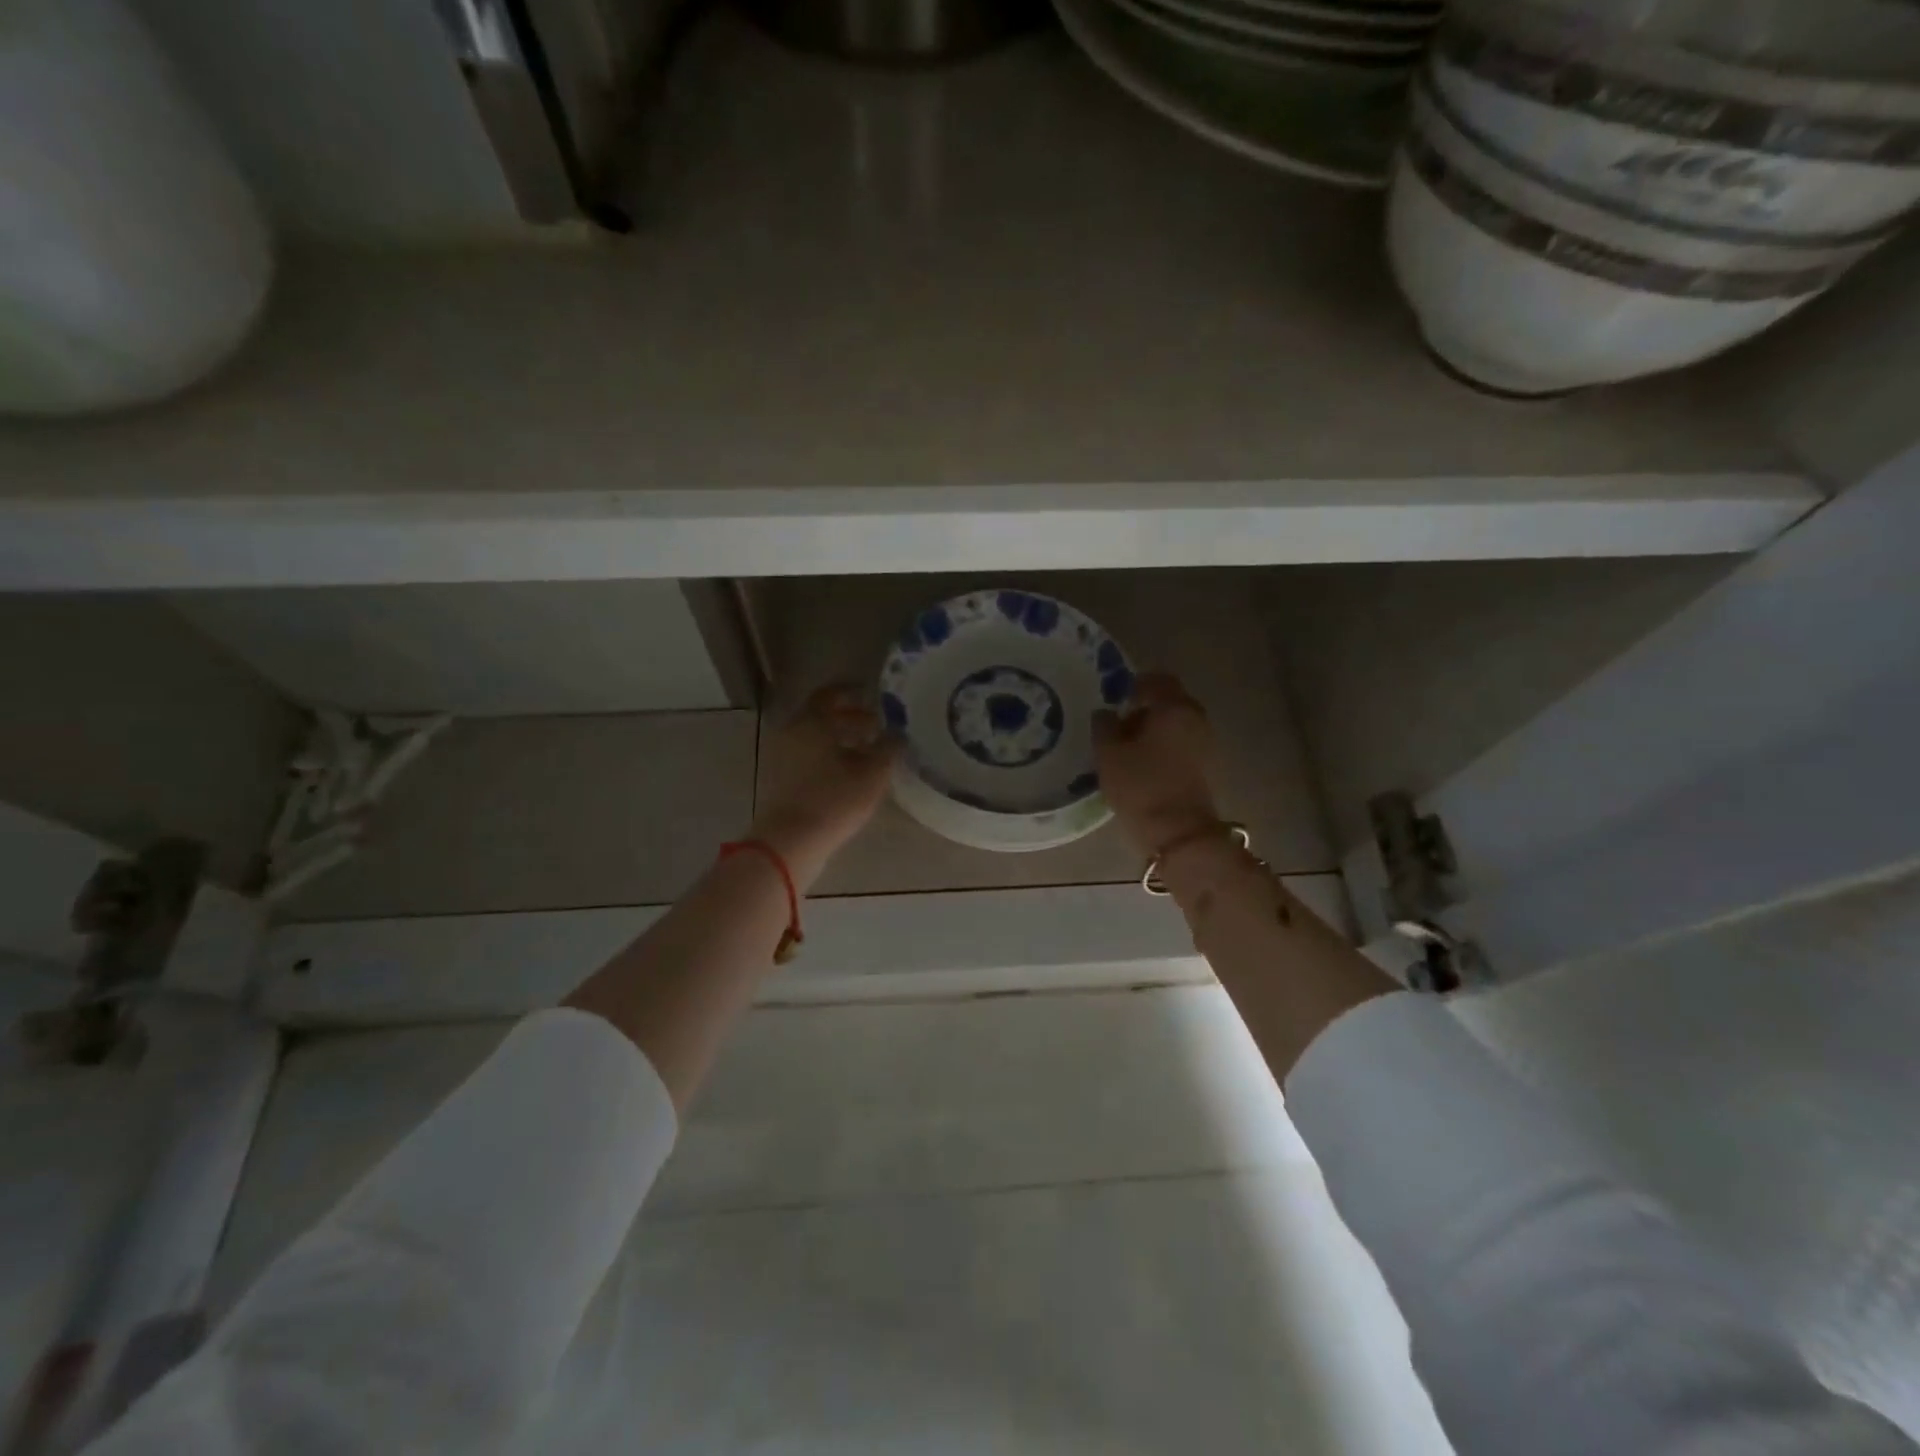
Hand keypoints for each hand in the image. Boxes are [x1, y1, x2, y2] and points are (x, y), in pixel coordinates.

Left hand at [752, 684, 899, 885]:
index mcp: (812, 721)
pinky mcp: (781, 780)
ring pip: (816, 738)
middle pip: (823, 716)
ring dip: (841, 740)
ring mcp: (783, 756)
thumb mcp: (873, 773)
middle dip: (851, 718)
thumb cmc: (834, 800)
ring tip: (869, 752)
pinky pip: (808, 757)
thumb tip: (898, 733)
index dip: (853, 693)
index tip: (873, 698)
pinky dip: (829, 757)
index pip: (831, 694)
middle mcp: (793, 732)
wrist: (790, 842)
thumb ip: (889, 747)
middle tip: (877, 727)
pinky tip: (851, 773)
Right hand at [1093, 671, 1221, 857]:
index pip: (1157, 680)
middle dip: (1144, 708)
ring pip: (1177, 724)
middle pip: (1170, 701)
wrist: (1179, 833)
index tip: (1116, 698)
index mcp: (1174, 706)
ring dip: (1154, 730)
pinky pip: (1183, 744)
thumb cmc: (1141, 786)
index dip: (1135, 684)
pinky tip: (1144, 765)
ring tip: (1128, 750)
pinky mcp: (1207, 767)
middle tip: (1118, 725)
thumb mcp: (1108, 754)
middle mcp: (1196, 718)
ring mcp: (1206, 743)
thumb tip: (1106, 713)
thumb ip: (1104, 726)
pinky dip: (1164, 747)